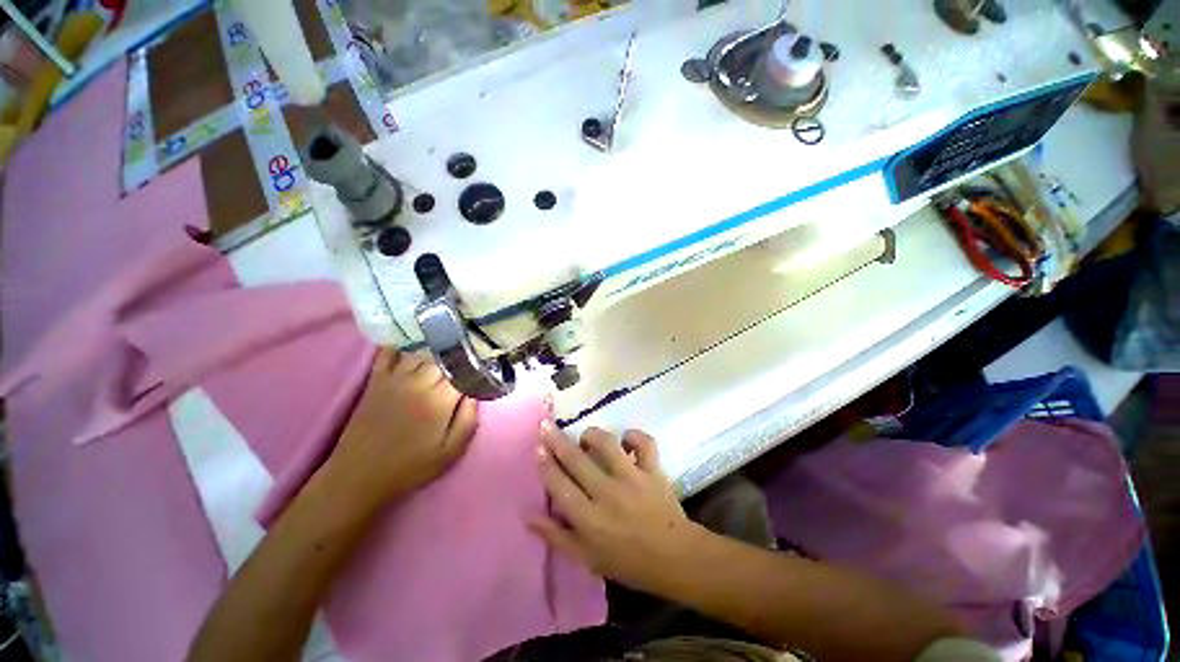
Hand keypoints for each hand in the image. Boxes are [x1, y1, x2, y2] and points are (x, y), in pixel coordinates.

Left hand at [330, 349, 478, 503]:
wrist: (359, 475)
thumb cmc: (410, 466)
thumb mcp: (450, 451)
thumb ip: (468, 419)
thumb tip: (476, 392)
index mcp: (438, 400)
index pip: (463, 370)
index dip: (476, 365)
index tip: (484, 365)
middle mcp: (417, 382)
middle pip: (444, 357)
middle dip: (458, 356)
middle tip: (468, 358)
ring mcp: (394, 378)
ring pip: (421, 351)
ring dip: (436, 350)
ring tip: (448, 350)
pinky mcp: (376, 380)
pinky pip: (388, 353)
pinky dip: (401, 345)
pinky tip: (412, 343)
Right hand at [529, 422, 701, 592]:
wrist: (674, 558)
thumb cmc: (627, 561)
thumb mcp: (586, 558)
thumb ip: (556, 536)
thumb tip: (528, 516)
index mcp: (589, 518)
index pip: (560, 485)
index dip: (546, 465)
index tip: (538, 449)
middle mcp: (607, 493)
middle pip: (577, 460)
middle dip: (557, 440)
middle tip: (547, 426)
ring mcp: (632, 477)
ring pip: (607, 444)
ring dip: (592, 435)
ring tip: (586, 437)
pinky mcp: (652, 470)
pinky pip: (644, 443)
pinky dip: (634, 436)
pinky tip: (626, 440)